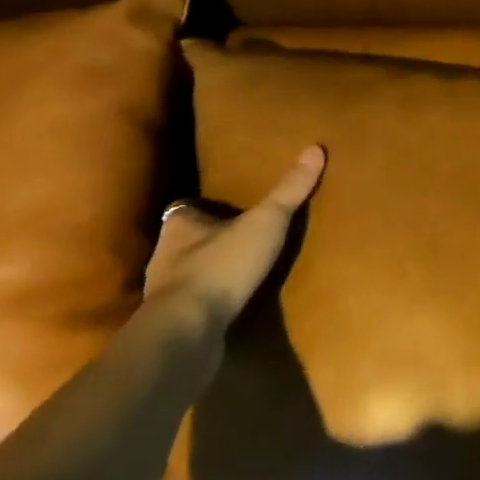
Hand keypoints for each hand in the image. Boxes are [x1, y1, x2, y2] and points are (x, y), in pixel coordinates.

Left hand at [145, 145, 325, 324]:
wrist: (187, 332)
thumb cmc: (222, 266)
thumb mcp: (265, 223)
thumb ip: (289, 190)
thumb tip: (315, 148)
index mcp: (179, 225)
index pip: (187, 208)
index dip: (207, 208)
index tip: (229, 209)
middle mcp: (163, 255)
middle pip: (186, 241)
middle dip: (208, 241)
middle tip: (240, 240)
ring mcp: (164, 293)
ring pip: (186, 275)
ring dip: (208, 274)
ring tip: (240, 275)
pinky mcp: (173, 324)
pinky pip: (192, 307)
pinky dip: (208, 305)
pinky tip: (230, 308)